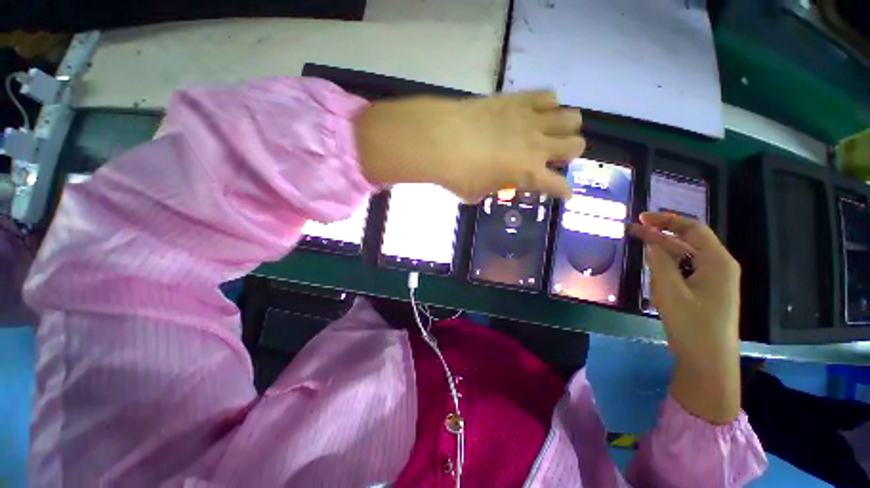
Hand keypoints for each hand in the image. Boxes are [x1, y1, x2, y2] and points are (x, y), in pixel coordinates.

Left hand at [354, 91, 584, 201]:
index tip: (564, 193)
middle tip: (553, 157)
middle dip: (569, 154)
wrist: (441, 141)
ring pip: (571, 118)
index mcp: (528, 175)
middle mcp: (538, 147)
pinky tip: (535, 111)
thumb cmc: (457, 175)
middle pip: (576, 145)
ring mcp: (531, 120)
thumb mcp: (476, 194)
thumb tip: (494, 182)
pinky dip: (547, 104)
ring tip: (549, 132)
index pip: (559, 186)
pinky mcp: (518, 99)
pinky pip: (547, 95)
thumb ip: (492, 188)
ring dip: (565, 127)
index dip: (564, 191)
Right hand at [629, 212, 740, 422]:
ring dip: (665, 246)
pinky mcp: (708, 291)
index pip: (693, 229)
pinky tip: (655, 263)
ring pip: (688, 254)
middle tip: (635, 229)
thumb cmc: (692, 325)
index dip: (667, 220)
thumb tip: (652, 242)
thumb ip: (660, 263)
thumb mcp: (670, 292)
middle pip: (691, 239)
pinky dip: (670, 261)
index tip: (642, 218)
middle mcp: (720, 266)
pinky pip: (687, 268)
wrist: (709, 362)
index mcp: (717, 262)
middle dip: (663, 232)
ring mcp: (715, 280)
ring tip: (641, 242)